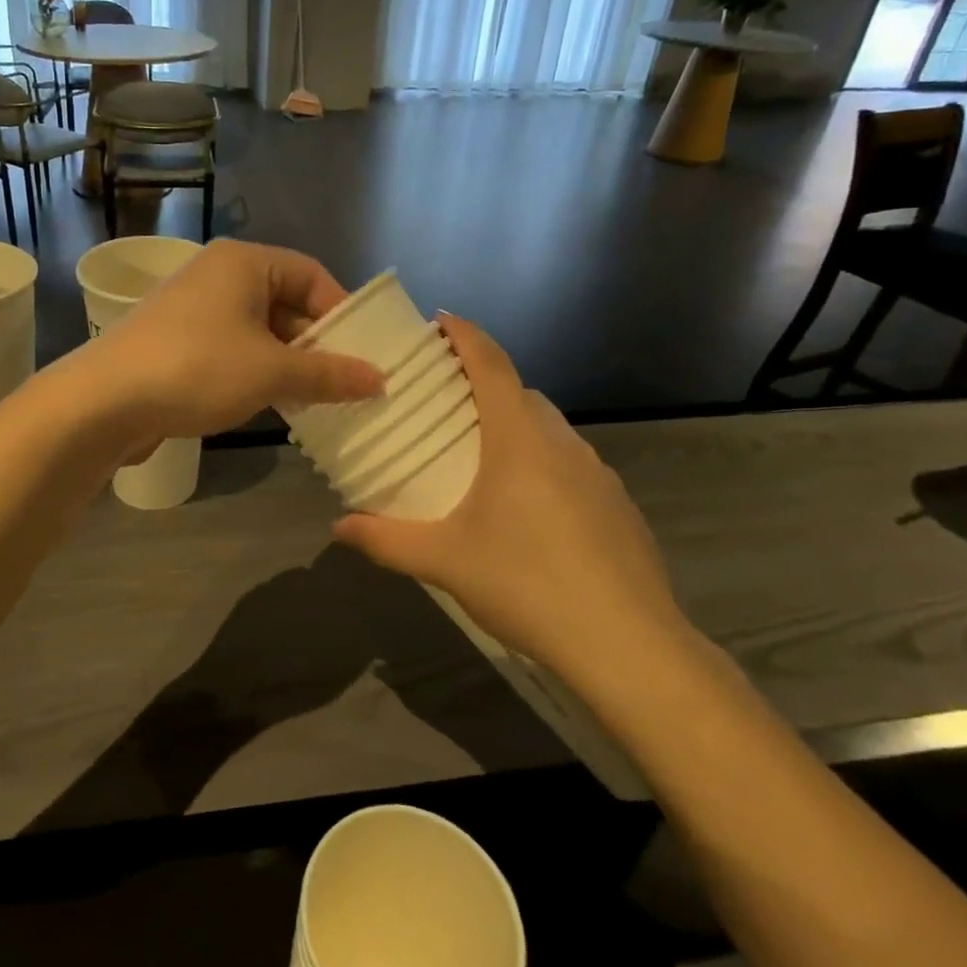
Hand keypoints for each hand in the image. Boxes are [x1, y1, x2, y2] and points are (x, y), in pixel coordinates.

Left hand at [87, 241, 383, 441]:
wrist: (105, 401)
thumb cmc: (197, 369)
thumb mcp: (271, 372)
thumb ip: (328, 374)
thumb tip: (380, 379)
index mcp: (243, 263)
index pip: (311, 274)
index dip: (341, 312)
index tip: (362, 353)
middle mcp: (218, 276)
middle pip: (285, 302)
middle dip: (315, 344)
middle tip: (344, 383)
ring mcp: (193, 309)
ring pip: (258, 330)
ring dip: (287, 363)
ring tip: (314, 399)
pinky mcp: (176, 342)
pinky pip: (231, 349)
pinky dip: (255, 372)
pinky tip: (270, 403)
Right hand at [333, 316, 694, 686]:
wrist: (629, 645)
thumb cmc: (527, 584)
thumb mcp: (443, 561)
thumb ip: (385, 540)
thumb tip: (338, 528)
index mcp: (518, 439)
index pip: (491, 364)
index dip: (465, 335)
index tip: (440, 320)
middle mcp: (562, 442)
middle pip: (520, 393)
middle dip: (483, 384)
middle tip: (443, 403)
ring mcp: (598, 472)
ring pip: (548, 429)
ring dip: (514, 426)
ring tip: (480, 458)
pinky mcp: (618, 504)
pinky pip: (571, 463)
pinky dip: (543, 462)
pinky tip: (528, 510)